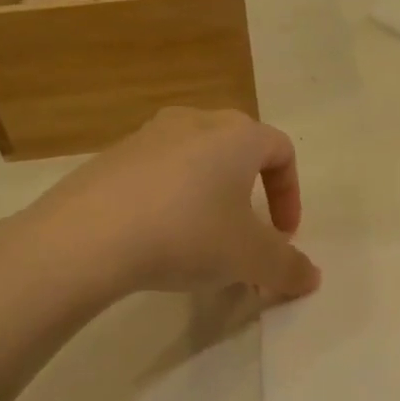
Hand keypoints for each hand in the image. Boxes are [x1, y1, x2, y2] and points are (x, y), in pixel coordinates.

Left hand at [9, 107, 320, 299]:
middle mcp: (194, 122)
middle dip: (251, 191)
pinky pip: (155, 173)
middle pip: (237, 148)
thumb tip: (311, 278)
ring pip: (194, 159)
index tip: (283, 235)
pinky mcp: (108, 158)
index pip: (281, 150)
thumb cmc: (188, 234)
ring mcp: (146, 136)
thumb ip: (288, 267)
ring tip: (201, 238)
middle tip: (246, 231)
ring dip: (209, 195)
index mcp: (237, 135)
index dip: (291, 194)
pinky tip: (156, 238)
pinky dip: (169, 199)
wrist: (87, 237)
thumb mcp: (250, 259)